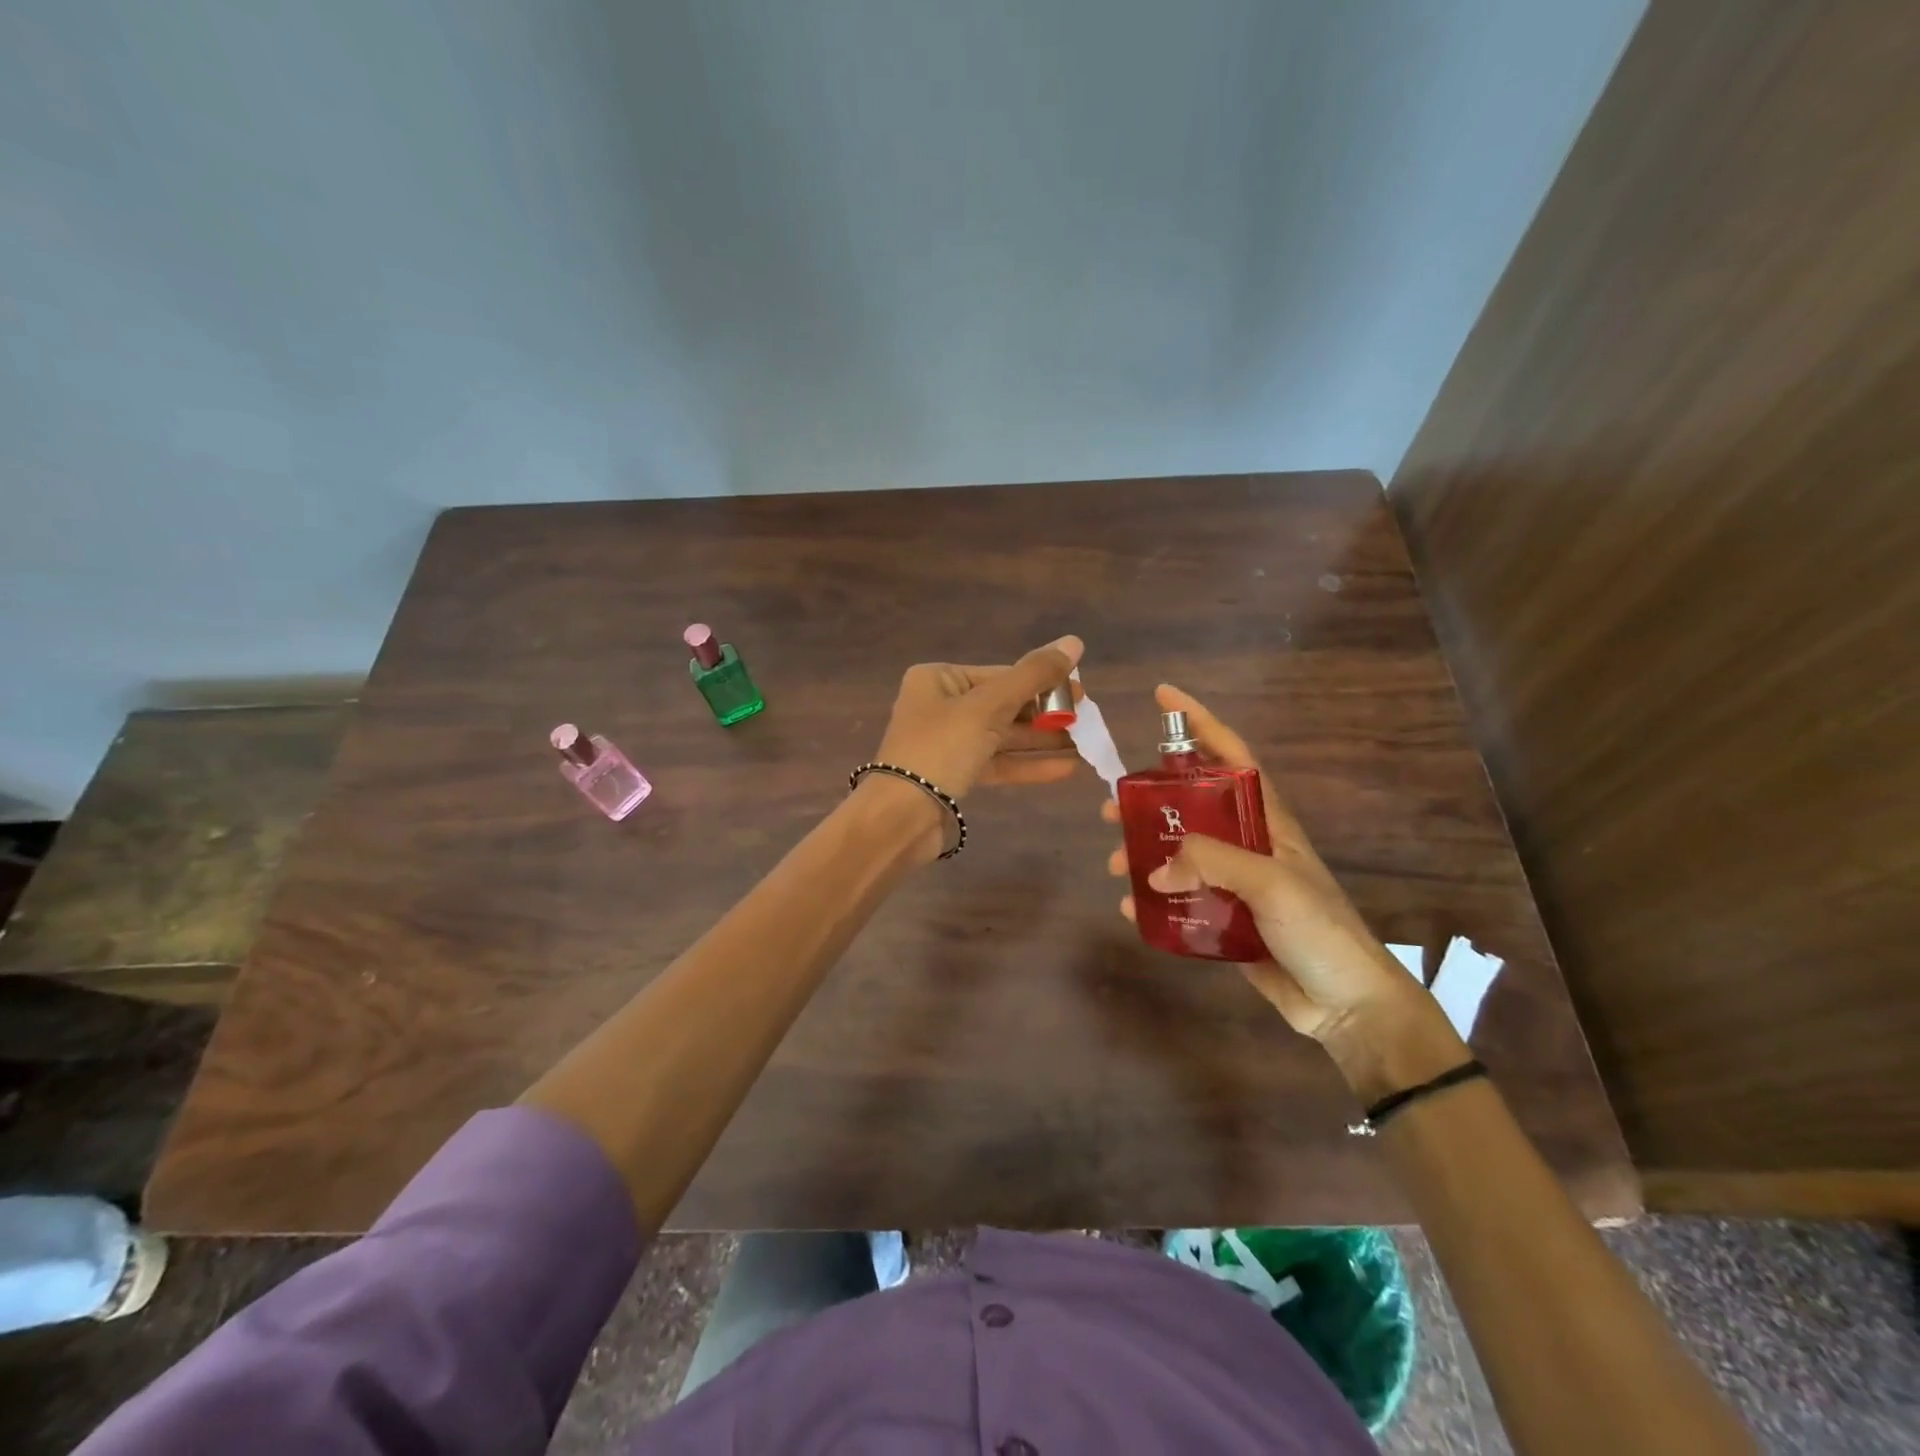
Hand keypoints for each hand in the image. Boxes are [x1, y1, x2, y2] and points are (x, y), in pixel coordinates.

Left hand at [874, 635, 1083, 799]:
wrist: (900, 817)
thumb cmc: (941, 749)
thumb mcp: (989, 707)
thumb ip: (1033, 676)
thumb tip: (1074, 641)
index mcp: (939, 679)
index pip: (1001, 674)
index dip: (1044, 682)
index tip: (1082, 693)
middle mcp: (941, 706)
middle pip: (1004, 704)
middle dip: (1046, 715)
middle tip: (1088, 721)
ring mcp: (948, 743)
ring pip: (1003, 736)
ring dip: (1043, 741)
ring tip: (1086, 745)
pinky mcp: (956, 775)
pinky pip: (998, 763)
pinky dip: (1029, 765)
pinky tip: (1067, 769)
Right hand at [1103, 684, 1412, 1041]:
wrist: (1346, 1004)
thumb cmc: (1319, 929)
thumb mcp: (1272, 882)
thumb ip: (1212, 861)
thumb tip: (1155, 867)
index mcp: (1267, 821)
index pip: (1233, 755)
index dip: (1201, 722)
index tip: (1163, 697)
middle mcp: (1247, 844)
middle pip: (1191, 805)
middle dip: (1150, 800)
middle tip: (1111, 807)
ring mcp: (1235, 882)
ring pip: (1178, 852)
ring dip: (1144, 852)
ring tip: (1114, 863)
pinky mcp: (1223, 918)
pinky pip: (1179, 898)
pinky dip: (1152, 899)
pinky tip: (1131, 906)